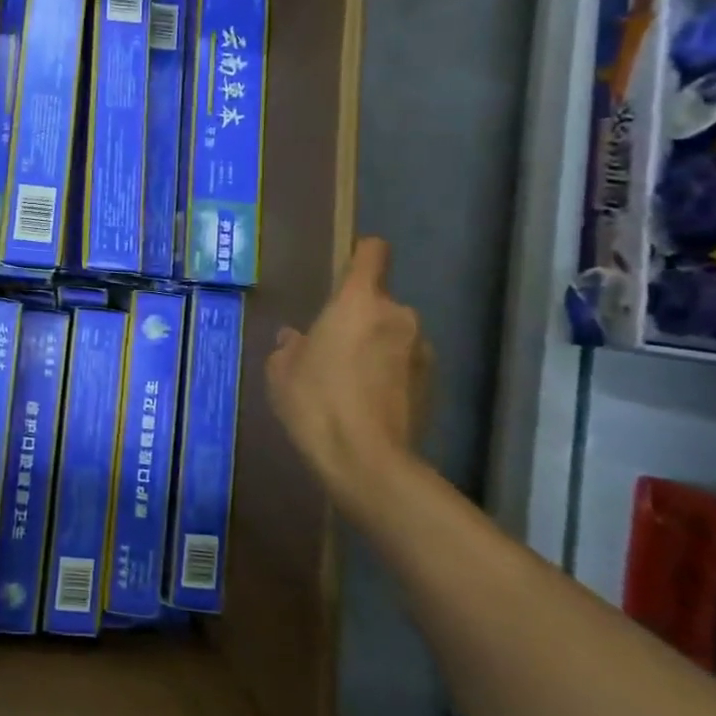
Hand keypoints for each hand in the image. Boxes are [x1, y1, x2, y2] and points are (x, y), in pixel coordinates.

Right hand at [266, 237, 430, 477]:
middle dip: (361, 318)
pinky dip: (390, 376)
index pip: (373, 253)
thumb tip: (295, 339)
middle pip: (380, 302)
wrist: (367, 461)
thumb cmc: (317, 402)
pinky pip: (405, 366)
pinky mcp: (434, 386)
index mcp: (359, 302)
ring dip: (377, 348)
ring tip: (351, 381)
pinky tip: (368, 403)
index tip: (348, 268)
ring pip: (394, 336)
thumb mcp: (282, 372)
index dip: (362, 255)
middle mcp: (398, 316)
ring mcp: (422, 352)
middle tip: (333, 348)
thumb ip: (289, 347)